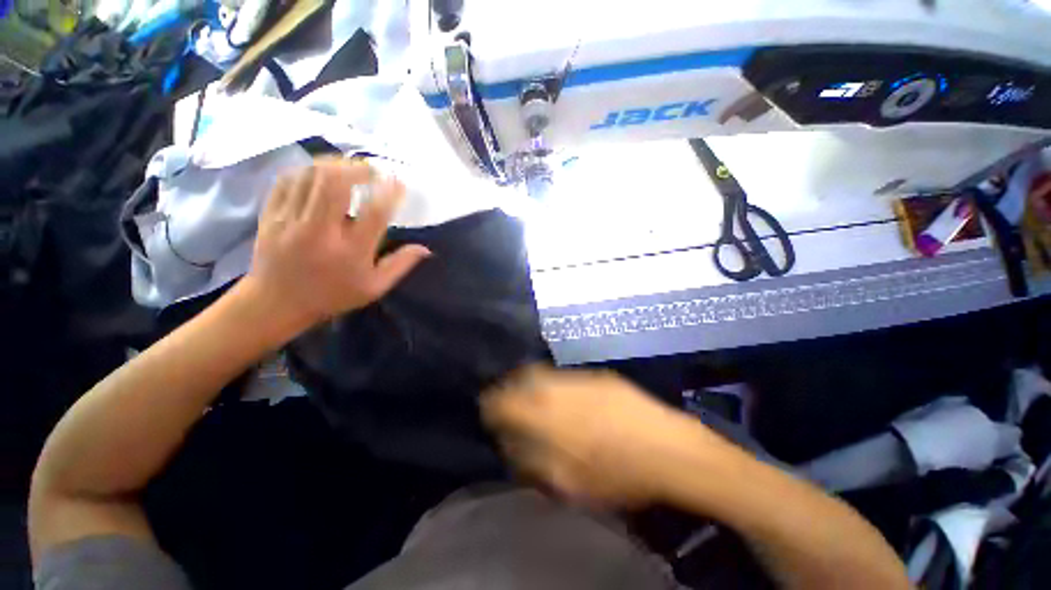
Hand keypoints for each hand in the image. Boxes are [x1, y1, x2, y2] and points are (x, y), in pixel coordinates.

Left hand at [243, 158, 429, 327]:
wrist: (276, 303)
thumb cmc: (332, 295)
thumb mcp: (374, 287)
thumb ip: (400, 265)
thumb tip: (426, 248)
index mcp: (350, 252)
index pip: (374, 213)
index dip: (390, 193)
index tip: (399, 183)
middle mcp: (320, 232)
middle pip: (336, 183)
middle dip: (358, 169)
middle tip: (372, 170)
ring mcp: (290, 221)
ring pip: (310, 176)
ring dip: (334, 165)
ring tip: (348, 168)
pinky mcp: (270, 214)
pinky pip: (288, 179)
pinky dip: (308, 170)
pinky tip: (320, 173)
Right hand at [482, 366, 730, 506]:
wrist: (668, 449)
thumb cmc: (617, 474)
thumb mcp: (566, 482)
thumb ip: (531, 460)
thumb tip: (512, 443)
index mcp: (545, 412)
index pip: (503, 400)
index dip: (491, 404)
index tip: (488, 411)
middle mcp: (557, 386)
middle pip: (521, 376)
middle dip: (509, 386)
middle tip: (508, 400)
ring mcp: (580, 377)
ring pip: (543, 373)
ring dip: (531, 382)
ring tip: (534, 398)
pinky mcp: (598, 376)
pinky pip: (566, 377)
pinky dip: (555, 384)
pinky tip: (566, 398)